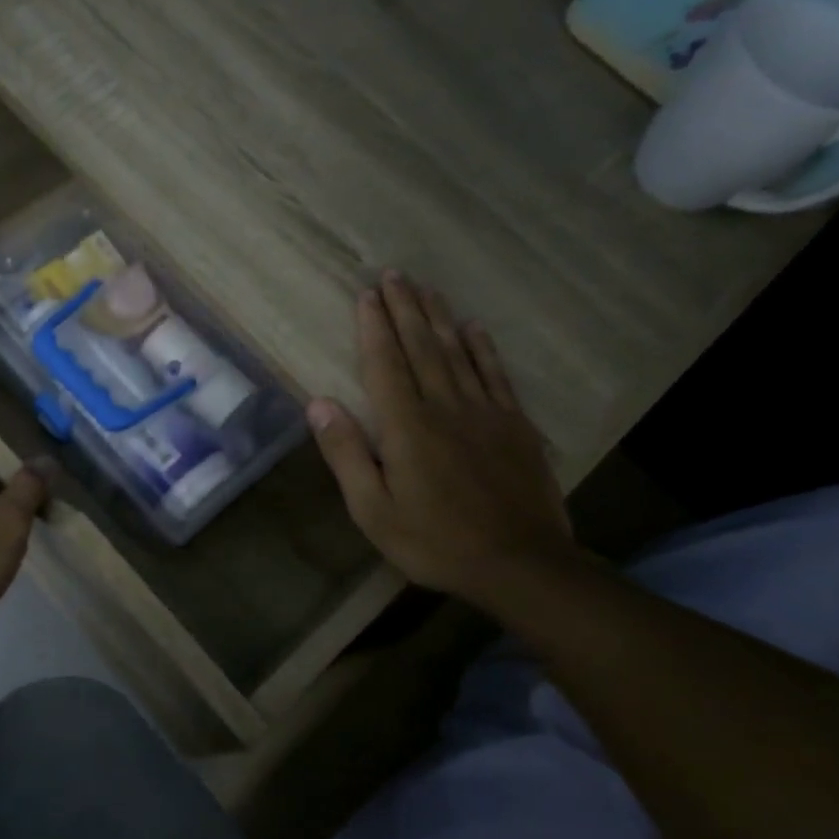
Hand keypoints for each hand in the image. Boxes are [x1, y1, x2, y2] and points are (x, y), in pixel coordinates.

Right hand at [308, 271, 575, 604]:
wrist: (519, 563)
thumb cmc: (434, 542)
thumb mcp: (373, 510)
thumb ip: (347, 454)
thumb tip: (319, 403)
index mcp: (407, 428)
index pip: (385, 365)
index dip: (373, 328)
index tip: (366, 294)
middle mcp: (445, 408)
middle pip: (422, 348)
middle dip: (405, 309)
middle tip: (394, 274)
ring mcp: (485, 413)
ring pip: (458, 353)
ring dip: (439, 317)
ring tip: (425, 288)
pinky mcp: (514, 426)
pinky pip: (495, 375)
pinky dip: (483, 348)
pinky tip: (475, 328)